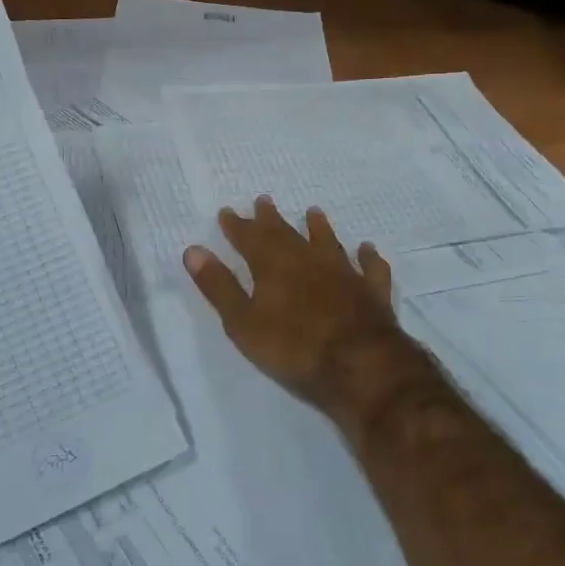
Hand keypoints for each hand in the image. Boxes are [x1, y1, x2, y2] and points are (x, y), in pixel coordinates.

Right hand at [184, 198, 429, 435]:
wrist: (359, 364)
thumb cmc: (293, 348)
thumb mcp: (243, 322)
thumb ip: (219, 286)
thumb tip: (193, 250)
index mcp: (273, 265)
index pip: (249, 238)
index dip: (236, 226)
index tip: (227, 211)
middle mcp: (308, 259)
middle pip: (286, 233)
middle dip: (271, 219)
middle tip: (263, 201)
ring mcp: (344, 273)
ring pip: (328, 242)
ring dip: (319, 227)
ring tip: (313, 212)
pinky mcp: (371, 291)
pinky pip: (370, 267)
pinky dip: (367, 256)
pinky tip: (367, 249)